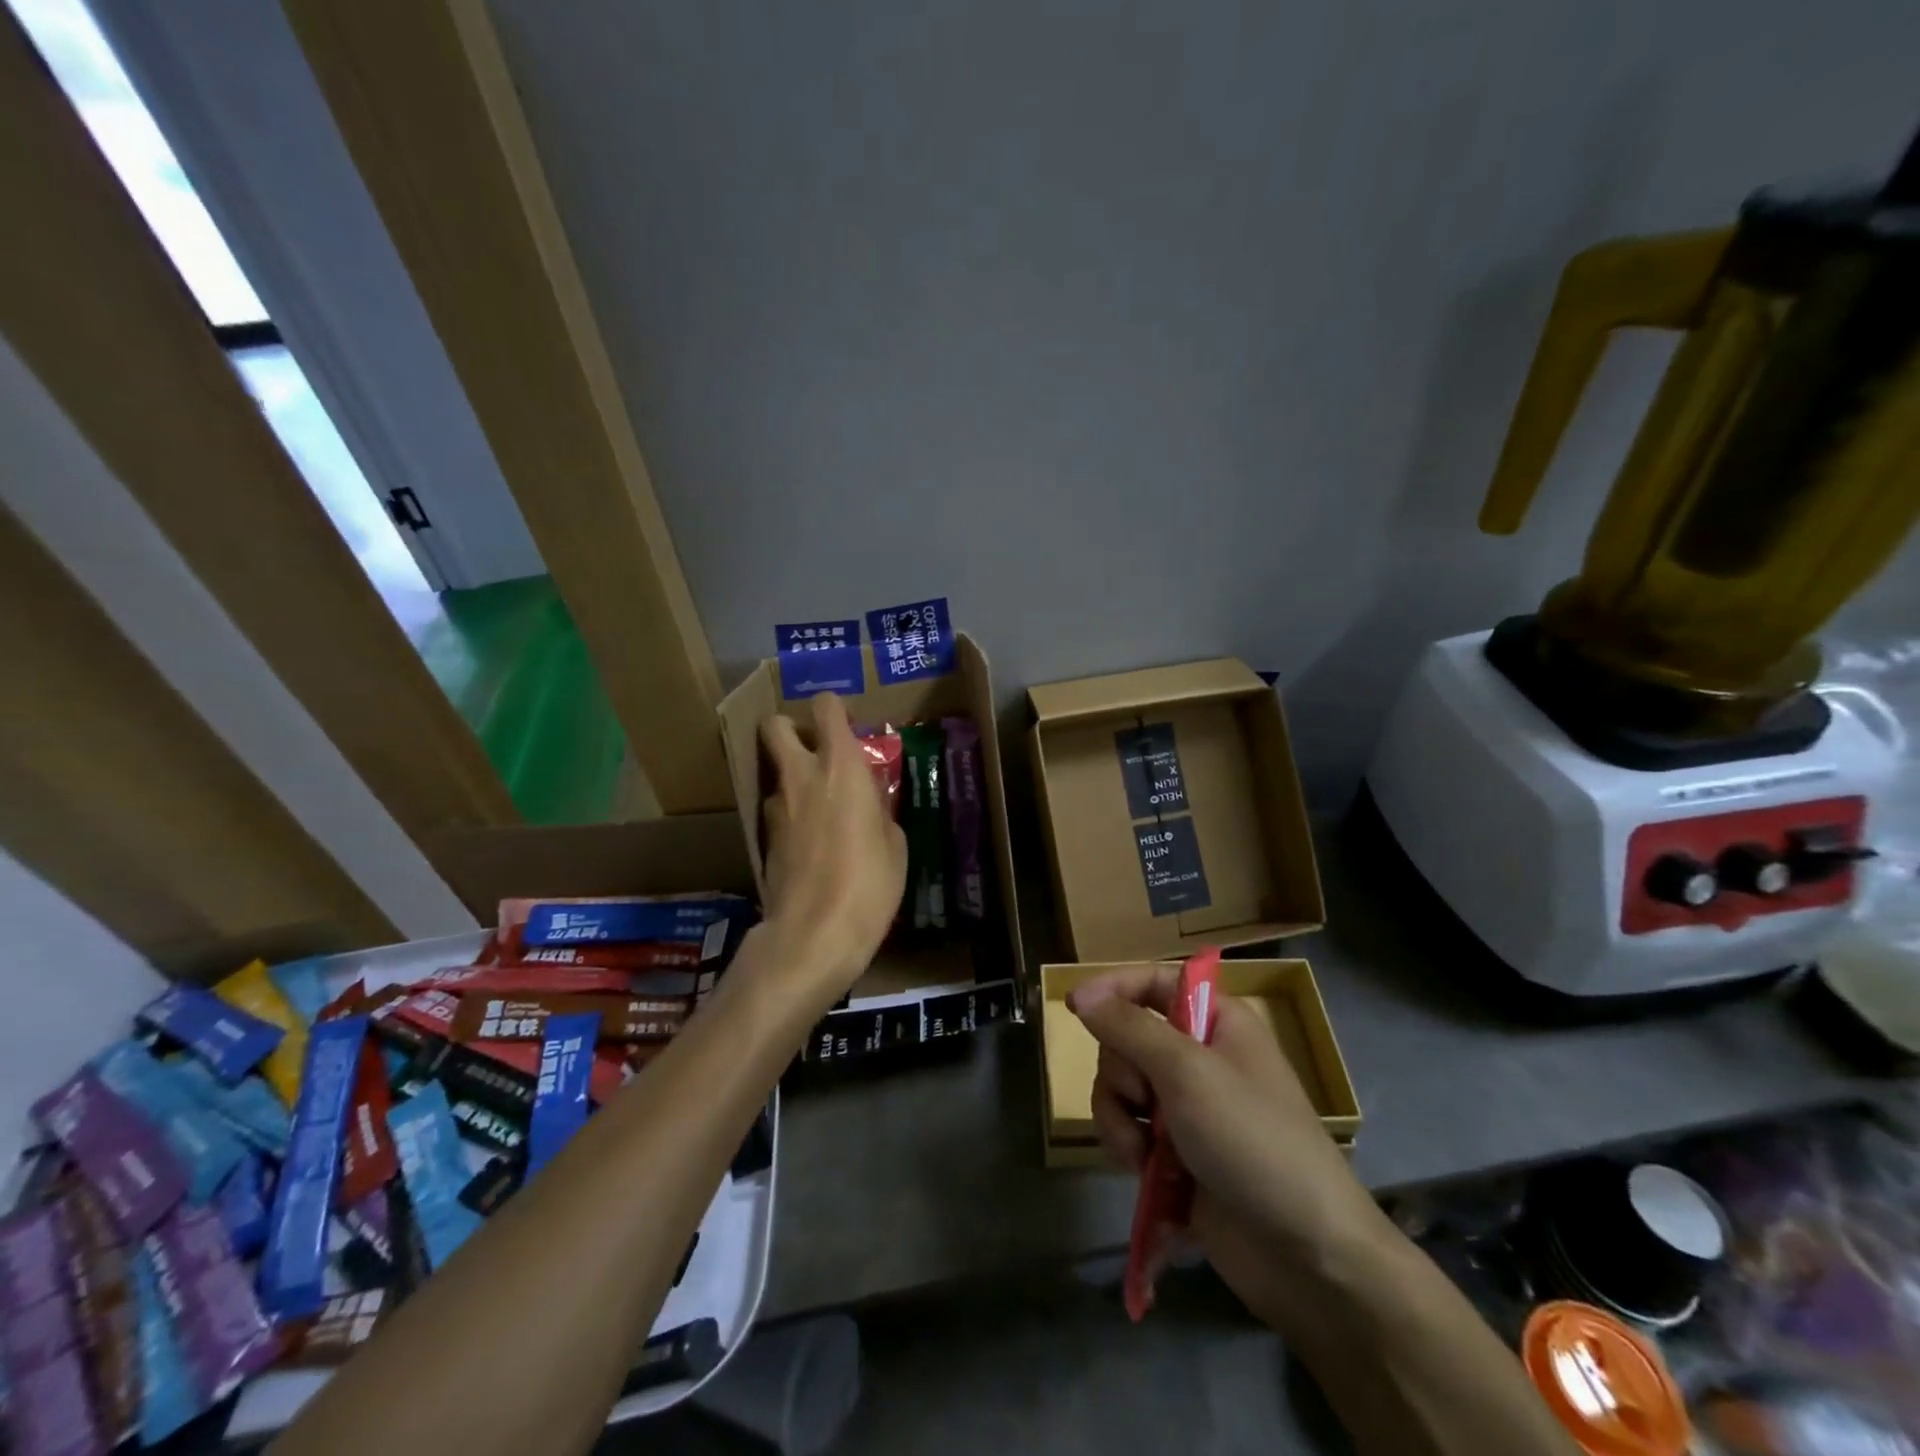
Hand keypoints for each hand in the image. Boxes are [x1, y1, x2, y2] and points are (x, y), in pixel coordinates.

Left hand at [757, 693, 907, 1005]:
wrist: (814, 932)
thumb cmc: (870, 882)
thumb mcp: (895, 843)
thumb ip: (879, 811)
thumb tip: (870, 807)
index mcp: (841, 766)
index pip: (826, 706)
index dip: (835, 709)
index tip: (848, 727)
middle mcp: (801, 775)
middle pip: (775, 725)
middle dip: (790, 729)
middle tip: (815, 752)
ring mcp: (775, 807)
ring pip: (775, 773)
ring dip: (793, 780)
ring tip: (819, 810)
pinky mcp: (762, 839)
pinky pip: (776, 811)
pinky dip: (790, 816)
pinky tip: (810, 845)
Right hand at [1072, 966, 1388, 1329]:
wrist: (1307, 1255)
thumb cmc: (1254, 1141)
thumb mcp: (1188, 1072)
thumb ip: (1129, 1028)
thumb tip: (1082, 993)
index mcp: (1217, 1022)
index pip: (1154, 982)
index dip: (1114, 988)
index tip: (1075, 1006)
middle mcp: (1200, 1057)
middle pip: (1127, 1038)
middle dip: (1121, 1073)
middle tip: (1144, 1100)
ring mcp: (1187, 1108)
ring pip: (1121, 1088)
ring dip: (1118, 1118)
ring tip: (1142, 1153)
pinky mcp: (1176, 1154)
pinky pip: (1128, 1131)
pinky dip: (1127, 1148)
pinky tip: (1145, 1174)